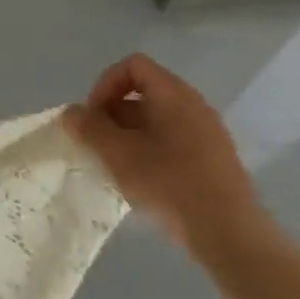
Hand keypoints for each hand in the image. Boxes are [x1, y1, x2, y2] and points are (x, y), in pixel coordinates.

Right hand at [62, 53, 266, 253]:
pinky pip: (171, 140)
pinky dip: (147, 149)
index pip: (132, 66)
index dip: (105, 85)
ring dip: (126, 134)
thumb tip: (72, 113)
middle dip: (112, 113)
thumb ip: (87, 126)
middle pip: (142, 92)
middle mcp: (194, 106)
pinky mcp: (212, 159)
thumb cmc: (167, 181)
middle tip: (98, 142)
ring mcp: (207, 133)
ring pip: (155, 119)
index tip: (94, 116)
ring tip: (115, 163)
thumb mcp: (114, 151)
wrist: (228, 232)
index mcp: (174, 95)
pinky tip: (140, 178)